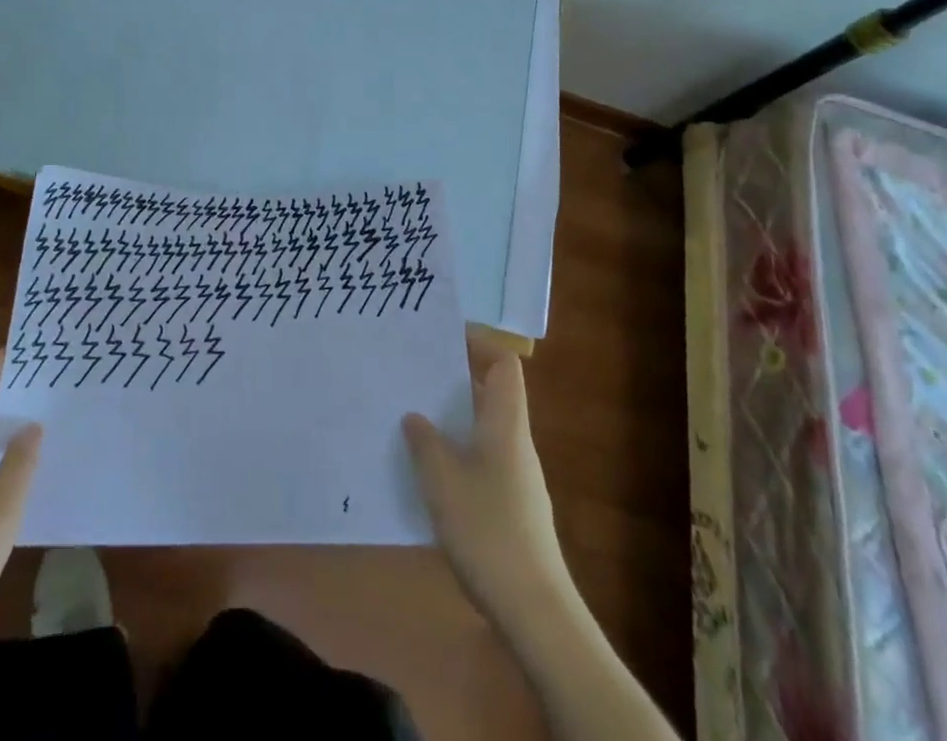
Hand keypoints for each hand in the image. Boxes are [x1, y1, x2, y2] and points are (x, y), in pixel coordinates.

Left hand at [0, 350, 40, 662]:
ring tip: (48, 413)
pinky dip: (0, 447)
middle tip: (53, 380)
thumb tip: (33, 423)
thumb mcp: (0, 510)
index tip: (38, 350)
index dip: (3, 359)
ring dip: (7, 417)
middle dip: (11, 385)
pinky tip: (25, 465)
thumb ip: (20, 461)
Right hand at [403, 337, 573, 633]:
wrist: (534, 609)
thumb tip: (415, 416)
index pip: (504, 364)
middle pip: (492, 391)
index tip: (442, 337)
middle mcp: (516, 441)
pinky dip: (458, 450)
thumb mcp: (442, 481)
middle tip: (414, 372)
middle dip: (455, 377)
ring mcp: (517, 475)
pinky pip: (483, 457)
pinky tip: (429, 470)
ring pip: (485, 426)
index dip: (479, 342)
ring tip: (412, 415)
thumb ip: (424, 442)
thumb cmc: (487, 530)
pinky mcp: (512, 505)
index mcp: (506, 423)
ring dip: (453, 416)